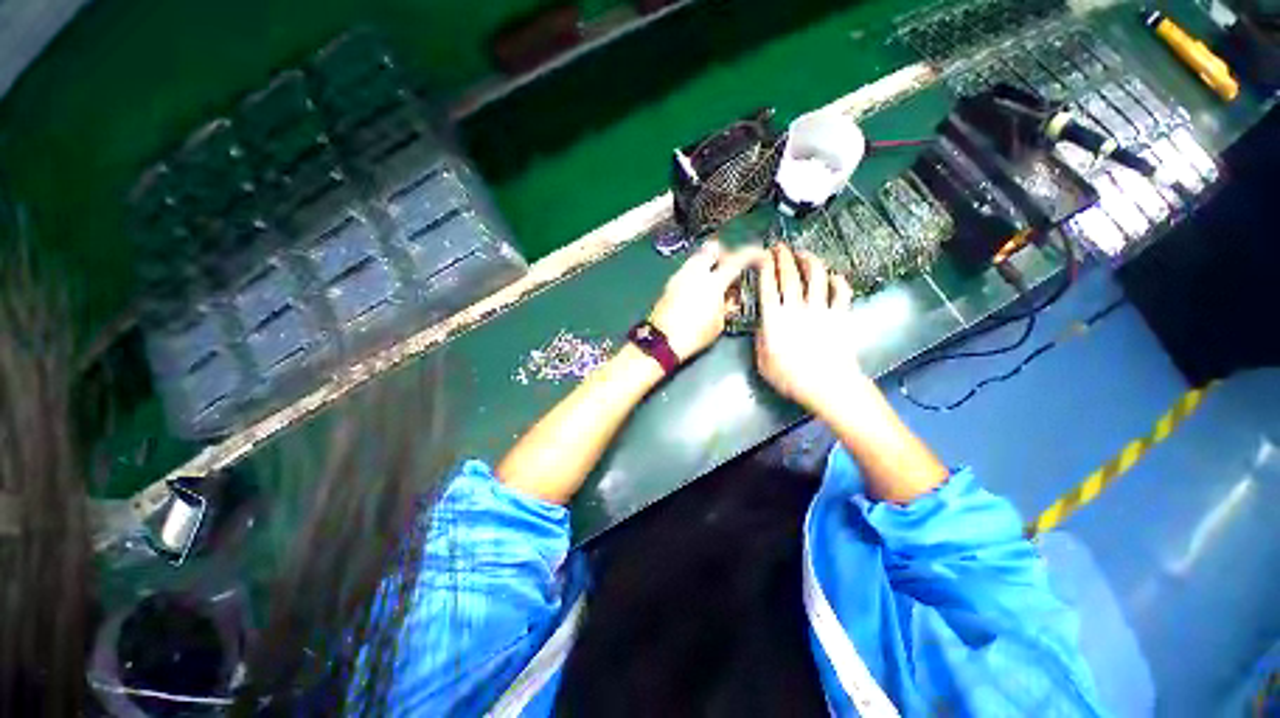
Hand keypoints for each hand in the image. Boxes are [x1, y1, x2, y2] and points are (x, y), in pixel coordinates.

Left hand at [649, 239, 764, 361]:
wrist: (661, 341)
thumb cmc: (694, 335)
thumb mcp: (718, 323)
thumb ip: (726, 305)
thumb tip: (729, 297)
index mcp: (713, 282)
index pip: (737, 259)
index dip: (752, 254)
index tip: (759, 255)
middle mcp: (695, 272)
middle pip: (713, 248)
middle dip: (724, 254)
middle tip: (729, 270)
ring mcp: (679, 276)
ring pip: (697, 259)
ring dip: (708, 265)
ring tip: (713, 285)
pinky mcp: (669, 284)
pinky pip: (687, 271)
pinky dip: (696, 275)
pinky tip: (698, 293)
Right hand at [755, 243, 864, 417]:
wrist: (827, 385)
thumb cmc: (789, 377)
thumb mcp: (762, 361)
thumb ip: (761, 338)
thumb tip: (763, 324)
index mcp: (774, 319)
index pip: (768, 285)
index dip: (765, 267)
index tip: (763, 254)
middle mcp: (796, 308)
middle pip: (791, 275)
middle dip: (784, 257)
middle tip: (780, 246)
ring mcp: (821, 309)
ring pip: (817, 277)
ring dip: (810, 261)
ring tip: (804, 254)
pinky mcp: (840, 315)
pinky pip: (842, 292)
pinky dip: (838, 281)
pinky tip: (834, 277)